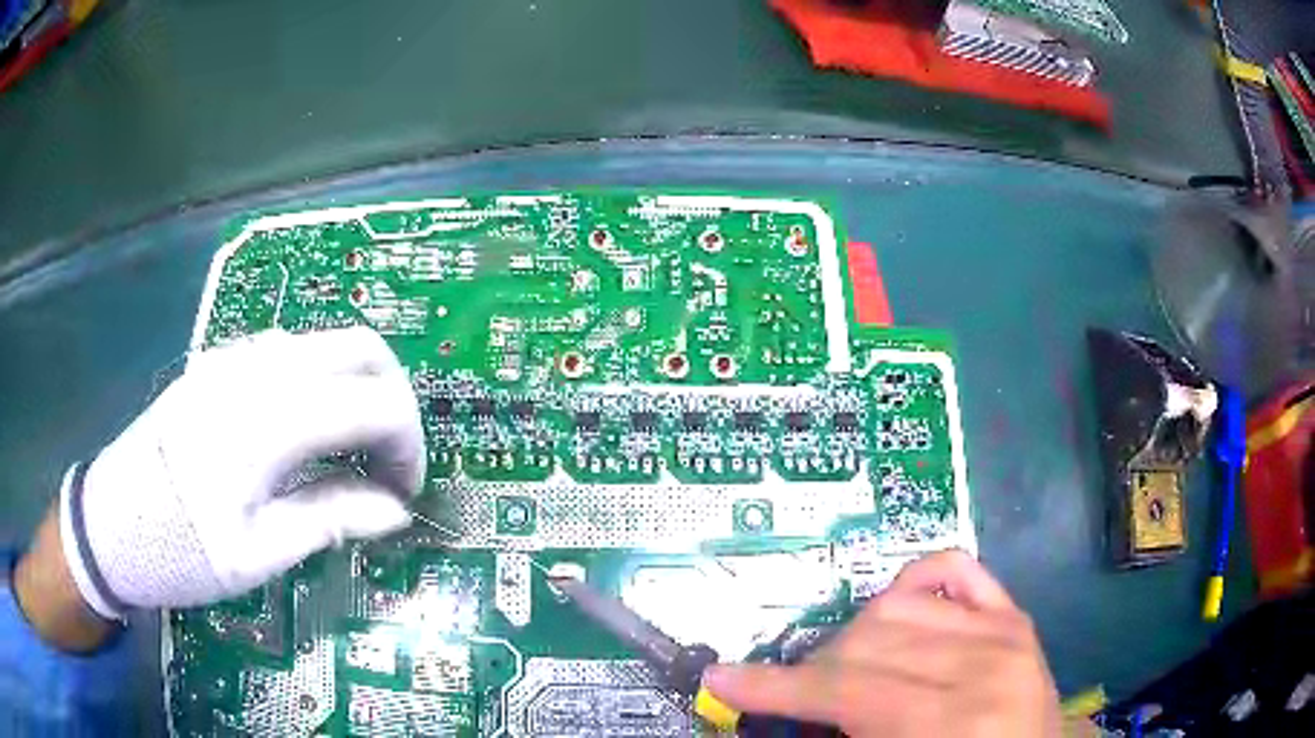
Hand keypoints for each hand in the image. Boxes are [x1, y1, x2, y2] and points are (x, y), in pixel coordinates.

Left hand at [53, 327, 424, 621]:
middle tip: (386, 463)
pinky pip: (292, 352)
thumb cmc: (179, 550)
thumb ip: (330, 520)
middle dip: (394, 402)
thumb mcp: (256, 556)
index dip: (409, 445)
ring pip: (328, 343)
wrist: (109, 521)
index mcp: (269, 421)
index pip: (376, 403)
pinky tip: (303, 435)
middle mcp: (258, 369)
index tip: (403, 493)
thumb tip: (396, 511)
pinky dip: (322, 384)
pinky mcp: (220, 362)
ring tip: (347, 455)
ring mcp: (235, 357)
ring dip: (357, 390)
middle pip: (363, 348)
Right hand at [703, 550, 1061, 737]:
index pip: (847, 691)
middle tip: (793, 693)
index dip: (776, 687)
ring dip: (853, 636)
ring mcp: (1003, 629)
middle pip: (868, 642)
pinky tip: (894, 605)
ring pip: (897, 605)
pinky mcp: (1012, 615)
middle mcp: (983, 663)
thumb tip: (788, 708)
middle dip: (813, 669)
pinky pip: (955, 570)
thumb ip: (847, 734)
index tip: (724, 679)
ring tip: (843, 668)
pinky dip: (914, 579)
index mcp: (954, 720)